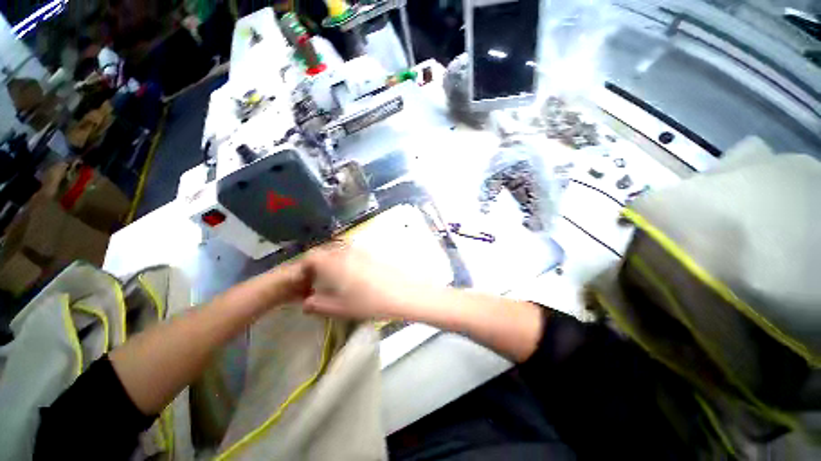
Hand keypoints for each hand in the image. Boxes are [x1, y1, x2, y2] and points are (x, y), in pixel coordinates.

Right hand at [301, 243, 418, 319]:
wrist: (405, 292)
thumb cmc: (371, 302)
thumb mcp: (341, 308)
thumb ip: (319, 305)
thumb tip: (306, 303)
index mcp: (333, 262)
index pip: (310, 257)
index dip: (305, 268)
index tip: (306, 282)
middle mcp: (346, 250)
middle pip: (325, 252)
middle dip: (319, 265)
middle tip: (320, 282)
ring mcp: (361, 249)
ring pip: (340, 251)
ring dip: (334, 262)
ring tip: (338, 279)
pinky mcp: (374, 251)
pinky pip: (354, 252)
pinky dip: (348, 260)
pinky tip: (357, 274)